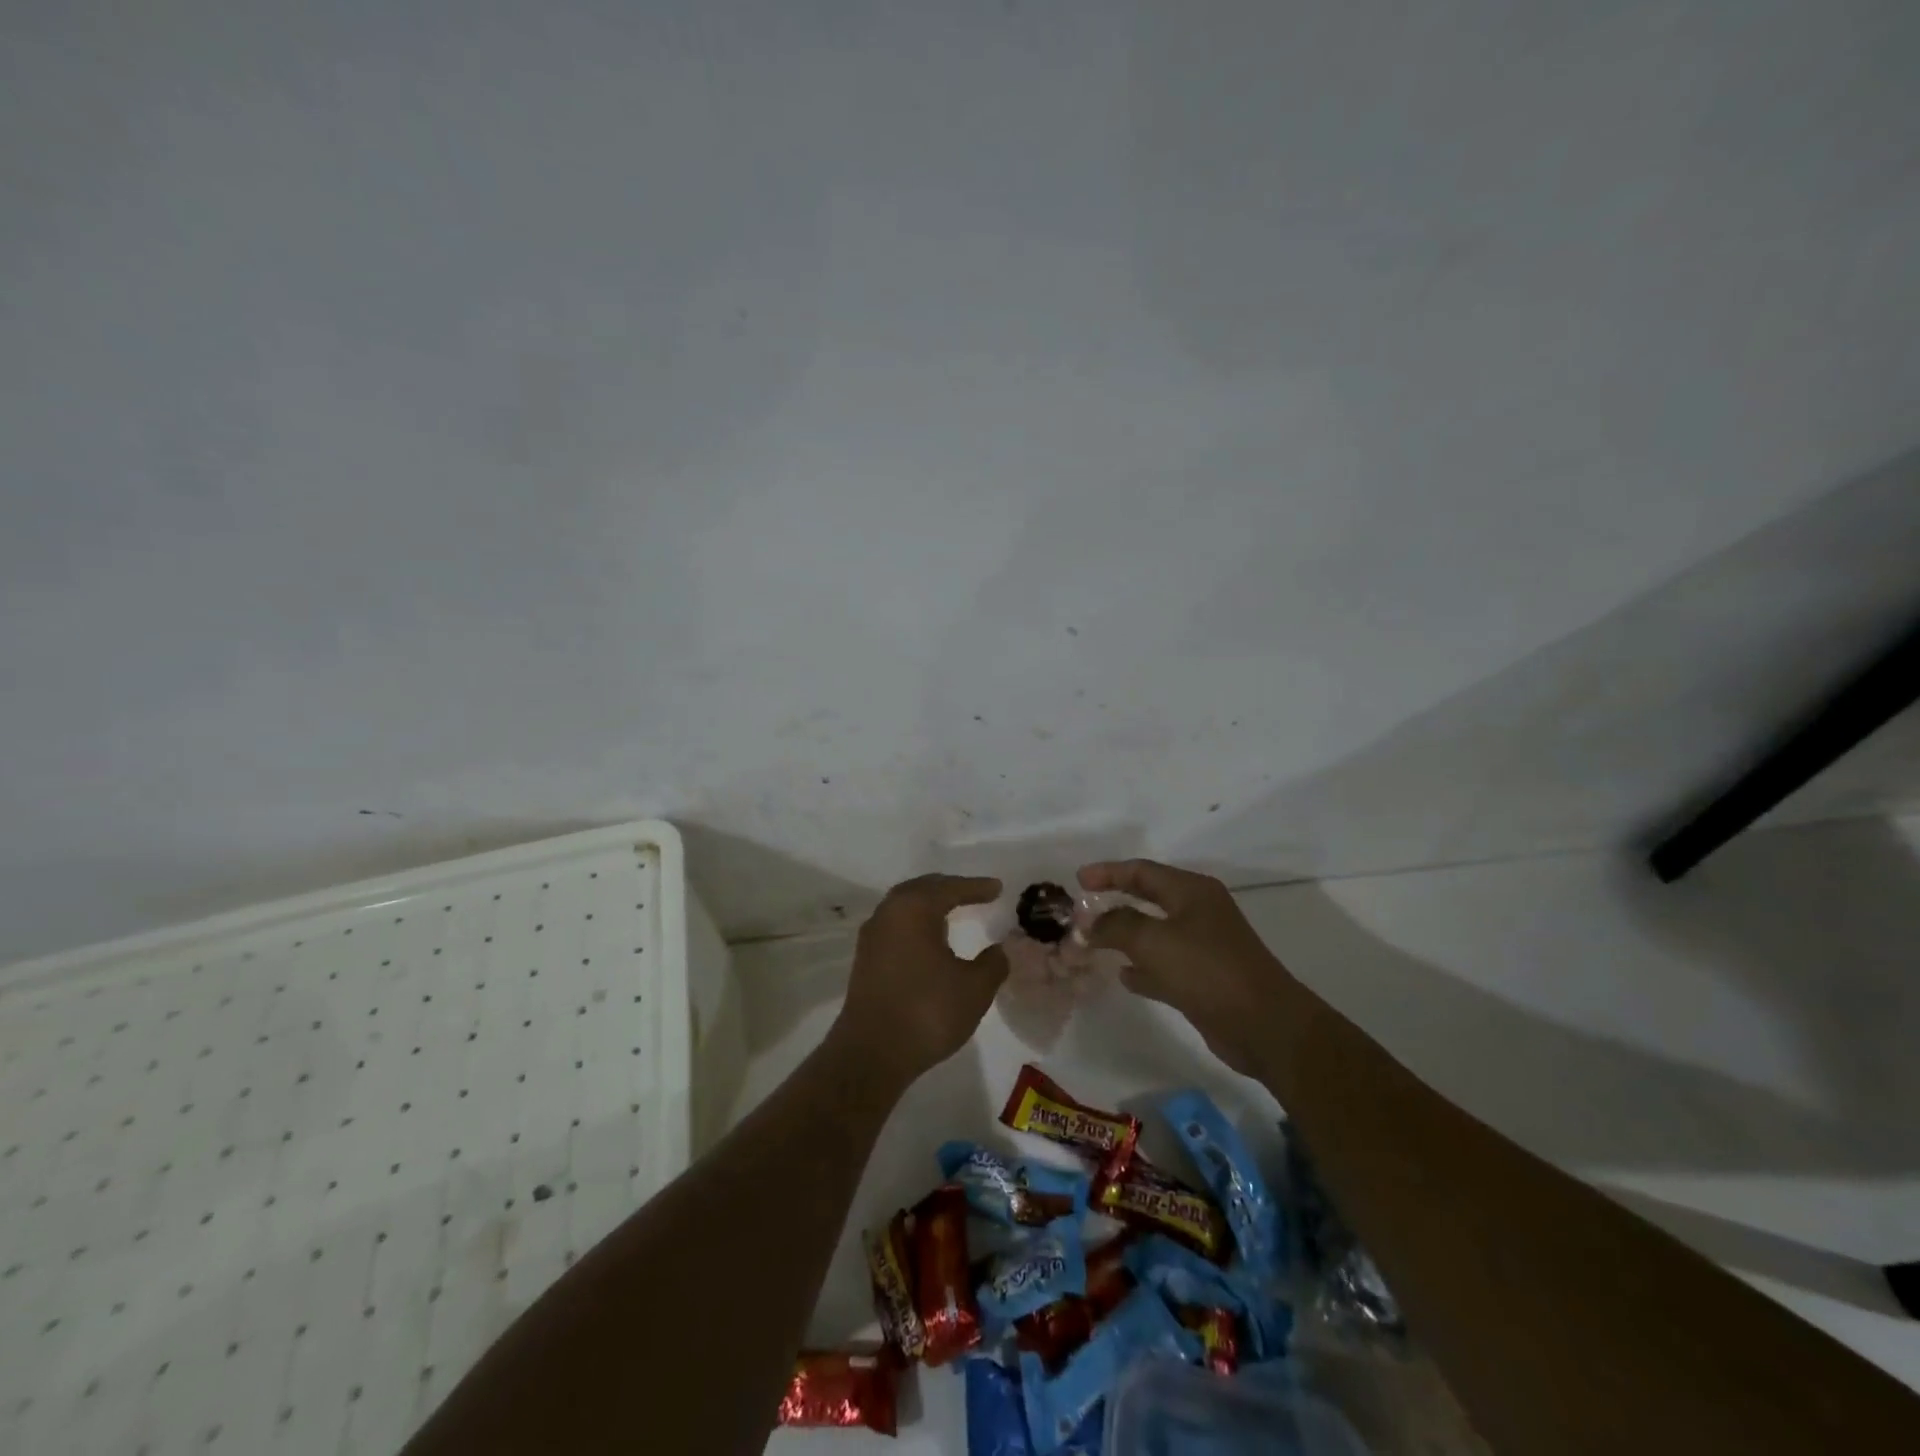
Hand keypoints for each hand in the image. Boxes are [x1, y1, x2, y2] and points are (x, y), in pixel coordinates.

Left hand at [832, 874, 1009, 1089]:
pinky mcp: (865, 958)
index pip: (950, 888)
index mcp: (915, 908)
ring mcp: (873, 935)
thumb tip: (999, 949)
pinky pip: (896, 925)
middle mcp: (889, 912)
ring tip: (953, 911)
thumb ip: (993, 963)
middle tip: (974, 892)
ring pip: (905, 906)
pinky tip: (929, 939)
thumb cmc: (927, 1012)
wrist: (871, 1053)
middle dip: (949, 888)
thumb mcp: (974, 988)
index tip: (998, 888)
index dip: (977, 887)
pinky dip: (916, 922)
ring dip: (929, 905)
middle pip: (923, 889)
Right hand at [1079, 859, 1293, 1077]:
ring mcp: (1204, 946)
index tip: (1078, 880)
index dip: (1108, 872)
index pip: (1142, 871)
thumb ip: (1116, 926)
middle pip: (1148, 898)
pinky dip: (1143, 966)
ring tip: (1093, 942)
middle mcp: (1198, 912)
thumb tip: (1090, 923)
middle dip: (1115, 901)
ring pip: (1154, 933)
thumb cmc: (1207, 970)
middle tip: (1083, 907)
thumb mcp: (1153, 941)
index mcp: (1192, 891)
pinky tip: (1123, 976)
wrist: (1264, 1025)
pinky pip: (1165, 964)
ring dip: (1125, 936)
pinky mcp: (1205, 979)